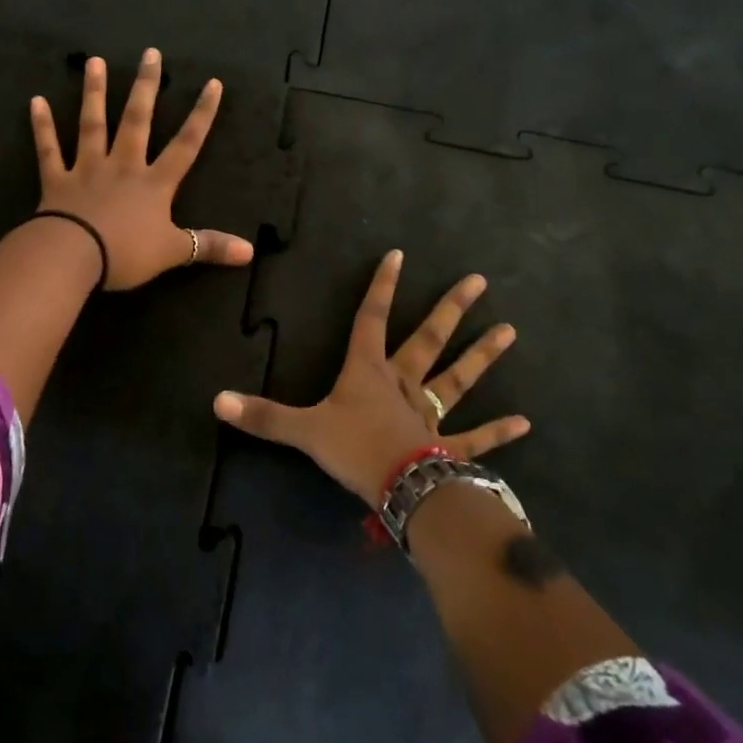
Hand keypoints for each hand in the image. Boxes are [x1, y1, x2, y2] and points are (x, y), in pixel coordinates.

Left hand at [30, 49, 254, 290]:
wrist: (74, 256)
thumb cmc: (126, 253)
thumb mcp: (173, 252)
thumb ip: (209, 246)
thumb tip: (251, 252)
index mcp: (154, 183)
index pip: (186, 144)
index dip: (201, 115)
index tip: (212, 83)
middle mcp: (123, 166)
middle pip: (137, 120)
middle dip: (146, 87)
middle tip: (149, 53)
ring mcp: (88, 169)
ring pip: (93, 124)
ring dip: (94, 92)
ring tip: (95, 62)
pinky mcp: (57, 180)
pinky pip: (49, 150)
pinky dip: (42, 126)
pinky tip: (36, 101)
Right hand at [213, 249, 527, 506]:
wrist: (400, 488)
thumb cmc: (354, 448)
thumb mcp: (303, 431)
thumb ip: (263, 416)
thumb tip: (217, 401)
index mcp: (368, 371)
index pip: (372, 318)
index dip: (382, 286)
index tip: (398, 254)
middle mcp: (403, 383)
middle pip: (429, 339)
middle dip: (450, 309)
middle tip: (478, 281)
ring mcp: (430, 413)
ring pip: (457, 378)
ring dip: (482, 356)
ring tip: (509, 331)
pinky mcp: (448, 446)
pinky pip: (476, 438)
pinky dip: (499, 432)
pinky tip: (525, 422)